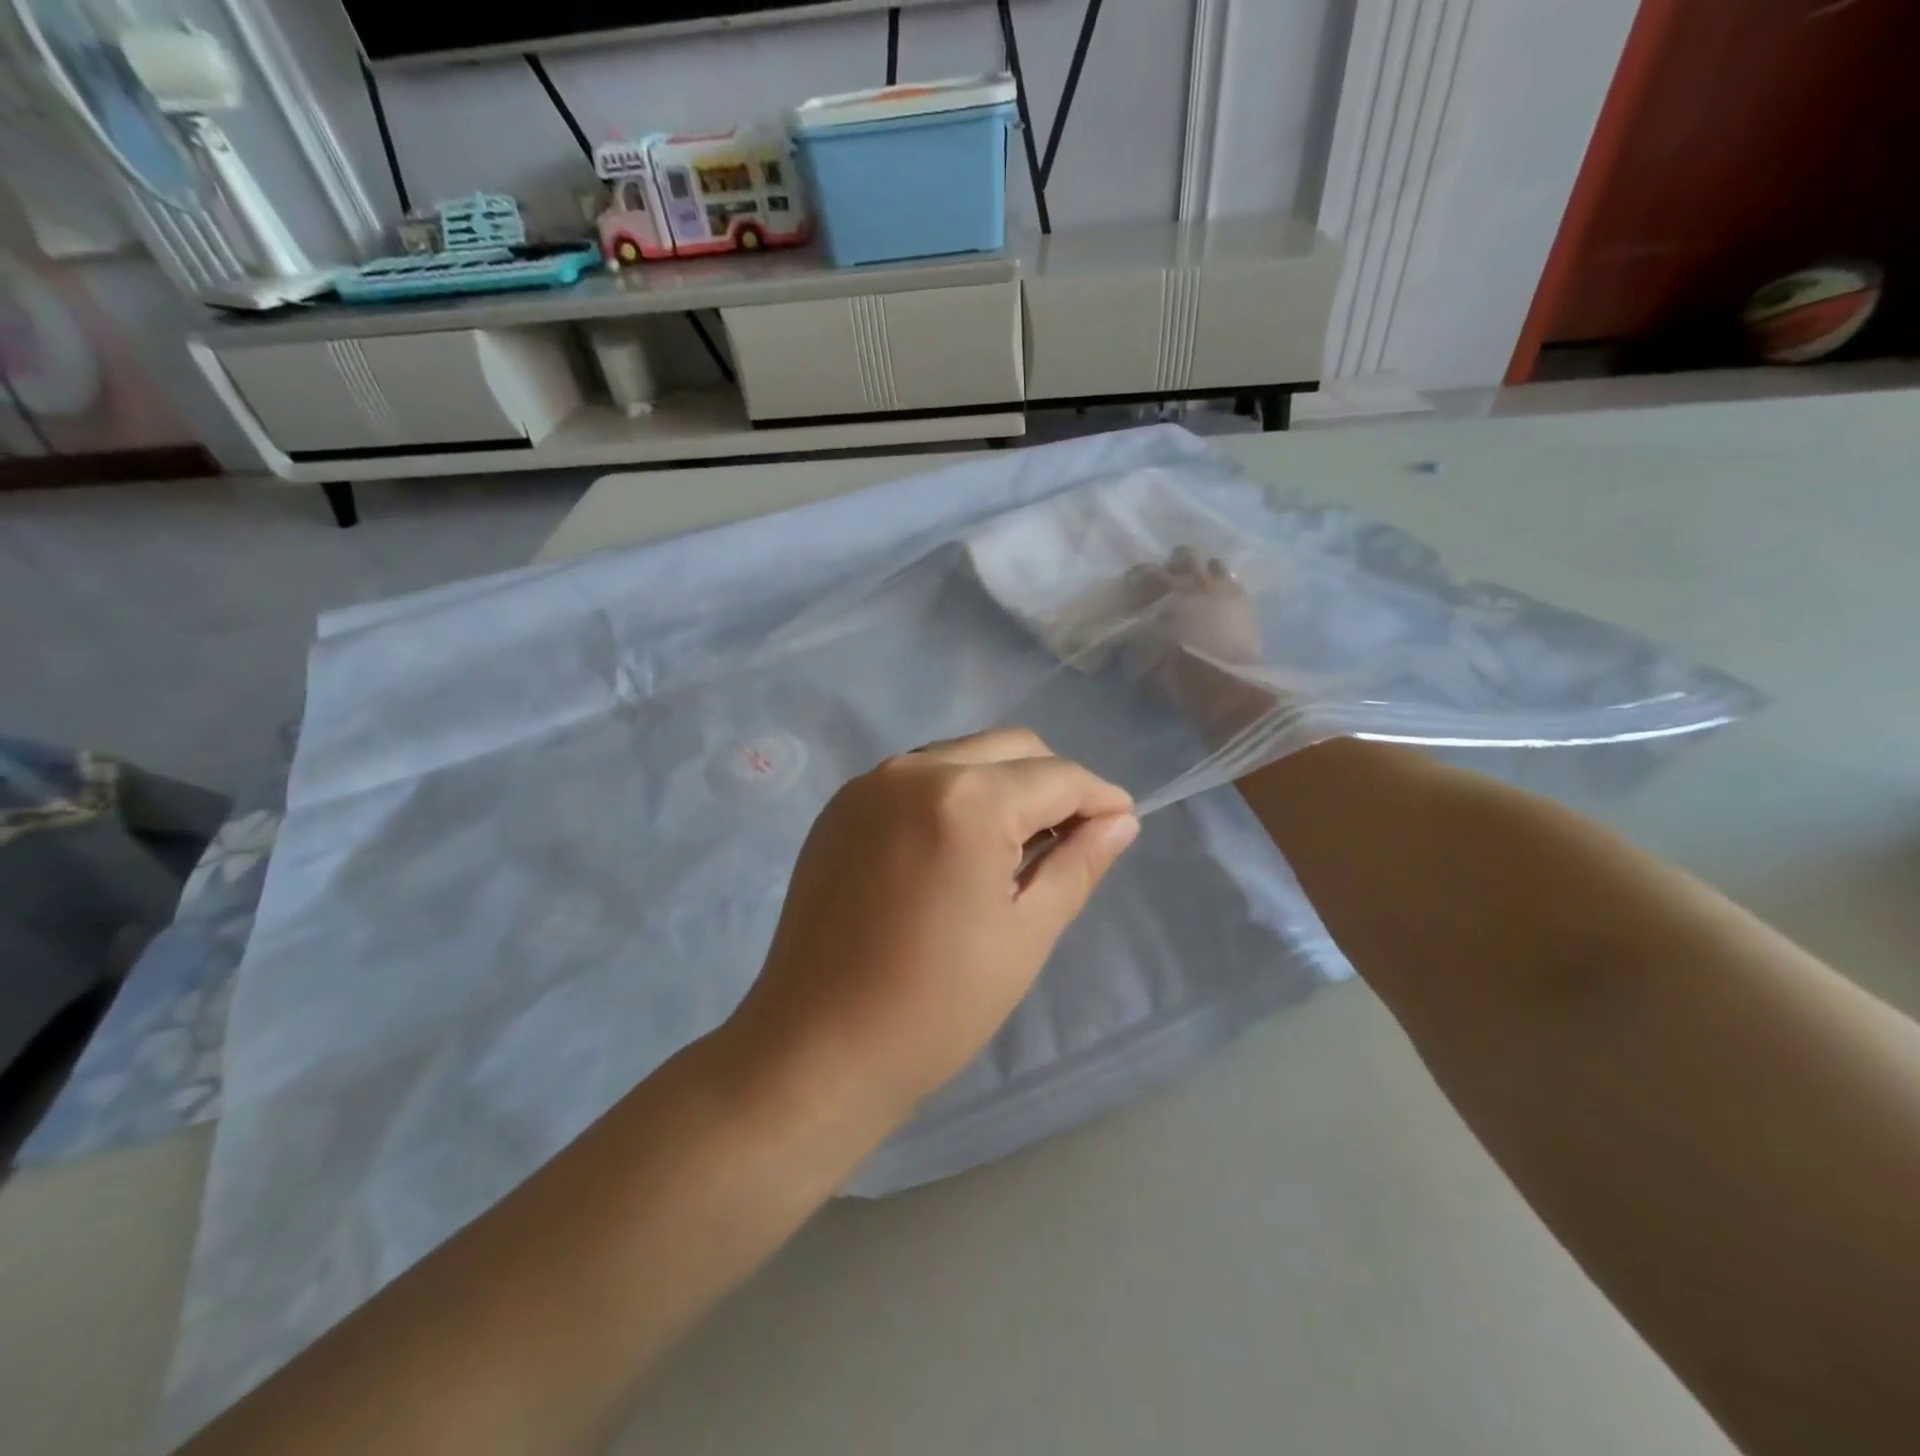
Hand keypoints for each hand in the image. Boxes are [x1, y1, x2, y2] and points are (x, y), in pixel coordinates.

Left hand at [728, 729, 1139, 1123]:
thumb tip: (1121, 821)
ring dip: (1001, 783)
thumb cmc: (937, 1005)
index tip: (1122, 822)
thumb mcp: (1026, 934)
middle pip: (1009, 747)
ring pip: (961, 755)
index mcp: (966, 799)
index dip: (1099, 796)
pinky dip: (952, 794)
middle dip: (1052, 781)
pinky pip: (916, 777)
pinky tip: (956, 847)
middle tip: (1071, 837)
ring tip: (1014, 846)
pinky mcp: (841, 807)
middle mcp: (914, 770)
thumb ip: (1078, 864)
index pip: (1057, 776)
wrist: (817, 1048)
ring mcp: (869, 784)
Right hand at [1122, 547, 1274, 744]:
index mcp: (1164, 590)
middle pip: (1185, 555)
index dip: (1136, 577)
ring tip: (1199, 588)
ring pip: (1215, 564)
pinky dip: (1225, 589)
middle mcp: (1195, 581)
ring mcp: (1225, 589)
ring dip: (1204, 572)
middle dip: (1176, 564)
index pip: (1145, 572)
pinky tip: (1221, 602)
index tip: (1131, 587)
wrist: (1222, 682)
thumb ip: (1128, 645)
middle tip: (1170, 580)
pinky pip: (1235, 584)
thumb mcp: (1138, 660)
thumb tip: (1119, 642)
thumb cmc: (1174, 669)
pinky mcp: (1247, 604)